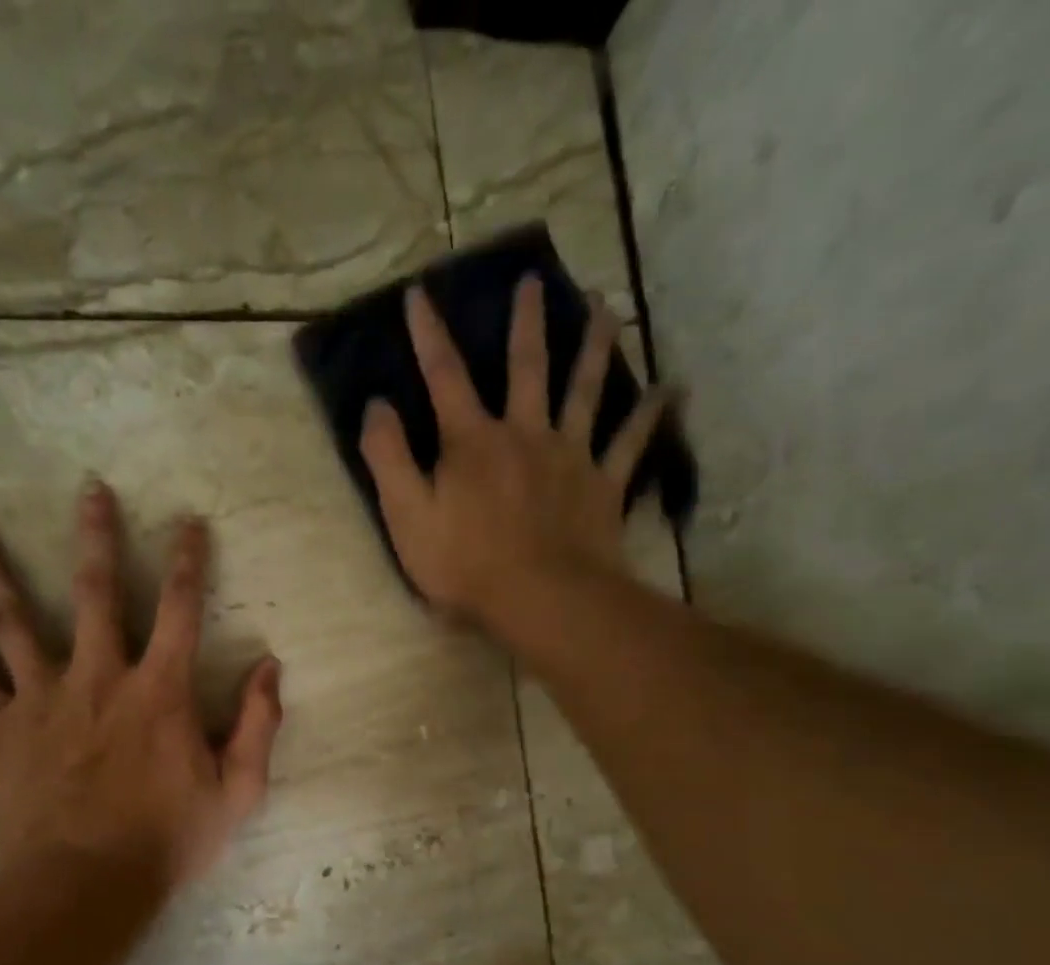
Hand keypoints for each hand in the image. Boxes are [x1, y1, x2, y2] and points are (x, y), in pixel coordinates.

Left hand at [0, 482, 283, 890]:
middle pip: (95, 591)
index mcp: (160, 690)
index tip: (188, 522)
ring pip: (15, 620)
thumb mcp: (237, 791)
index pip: (180, 609)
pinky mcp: (0, 728)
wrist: (85, 886)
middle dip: (96, 537)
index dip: (188, 561)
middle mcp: (99, 677)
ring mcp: (43, 699)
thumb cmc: (167, 841)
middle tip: (89, 489)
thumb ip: (258, 725)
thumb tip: (271, 667)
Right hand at [358, 275, 673, 636]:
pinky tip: (672, 388)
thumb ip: (387, 459)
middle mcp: (525, 434)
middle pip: (526, 367)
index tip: (420, 294)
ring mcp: (570, 456)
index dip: (429, 336)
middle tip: (534, 280)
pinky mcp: (603, 485)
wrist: (541, 599)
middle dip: (526, 323)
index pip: (445, 377)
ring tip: (606, 306)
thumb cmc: (465, 565)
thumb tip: (376, 405)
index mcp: (472, 442)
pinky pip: (632, 443)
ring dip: (595, 345)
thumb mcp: (406, 517)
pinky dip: (652, 415)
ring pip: (586, 389)